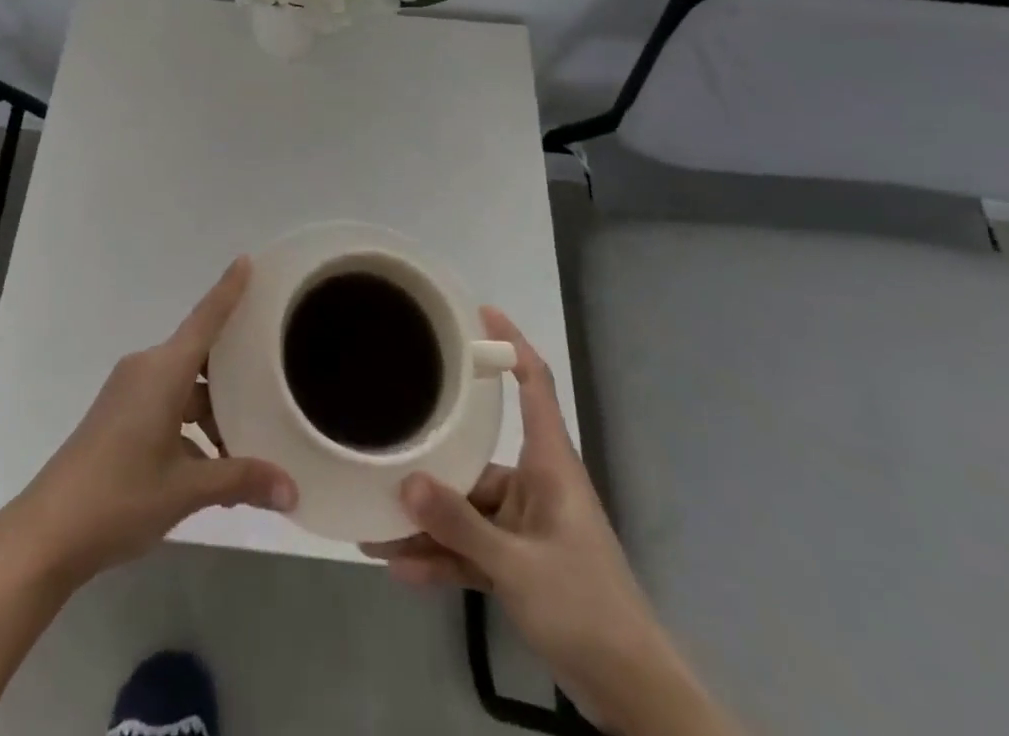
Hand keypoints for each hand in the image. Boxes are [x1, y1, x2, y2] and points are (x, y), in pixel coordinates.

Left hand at [0, 256, 297, 587]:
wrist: (47, 532)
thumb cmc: (119, 497)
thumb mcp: (185, 490)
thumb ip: (241, 481)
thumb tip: (293, 491)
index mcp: (162, 371)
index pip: (204, 319)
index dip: (228, 290)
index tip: (246, 260)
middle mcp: (145, 370)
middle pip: (198, 357)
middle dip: (233, 373)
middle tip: (271, 379)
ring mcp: (128, 393)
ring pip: (183, 387)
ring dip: (212, 411)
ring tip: (247, 446)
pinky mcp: (118, 416)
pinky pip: (166, 405)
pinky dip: (190, 427)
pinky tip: (211, 467)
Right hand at [360, 309, 712, 733]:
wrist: (634, 697)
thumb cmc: (587, 609)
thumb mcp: (518, 567)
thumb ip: (459, 526)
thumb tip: (404, 482)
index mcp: (551, 465)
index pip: (535, 384)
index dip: (511, 342)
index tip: (479, 311)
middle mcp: (536, 485)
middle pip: (477, 455)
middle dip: (432, 460)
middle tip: (383, 444)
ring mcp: (527, 527)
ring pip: (467, 508)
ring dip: (427, 521)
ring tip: (374, 527)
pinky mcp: (520, 564)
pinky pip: (472, 548)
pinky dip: (442, 557)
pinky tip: (400, 568)